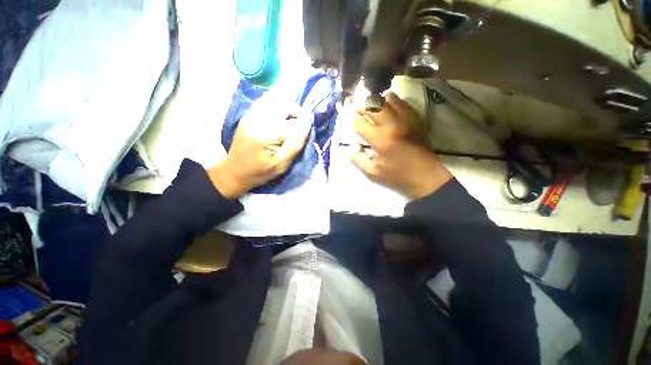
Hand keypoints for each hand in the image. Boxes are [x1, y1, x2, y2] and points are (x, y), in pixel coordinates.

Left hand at [208, 94, 311, 198]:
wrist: (234, 172)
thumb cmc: (260, 172)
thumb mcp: (281, 165)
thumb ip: (295, 145)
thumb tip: (307, 126)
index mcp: (267, 136)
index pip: (294, 123)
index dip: (305, 125)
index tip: (310, 130)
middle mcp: (258, 120)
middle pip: (284, 105)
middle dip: (298, 112)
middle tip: (303, 124)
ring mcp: (251, 116)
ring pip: (275, 100)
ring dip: (288, 107)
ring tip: (292, 119)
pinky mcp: (247, 115)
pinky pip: (264, 101)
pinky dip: (276, 105)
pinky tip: (280, 116)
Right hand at [350, 92, 451, 198]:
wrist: (426, 177)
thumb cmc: (397, 176)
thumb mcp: (372, 173)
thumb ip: (357, 158)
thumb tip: (351, 145)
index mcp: (380, 140)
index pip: (360, 123)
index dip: (353, 120)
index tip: (352, 121)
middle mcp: (393, 125)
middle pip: (373, 105)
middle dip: (362, 106)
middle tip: (359, 111)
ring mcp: (407, 120)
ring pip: (389, 99)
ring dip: (377, 101)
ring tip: (373, 109)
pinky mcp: (416, 119)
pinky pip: (403, 103)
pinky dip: (393, 102)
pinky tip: (389, 109)